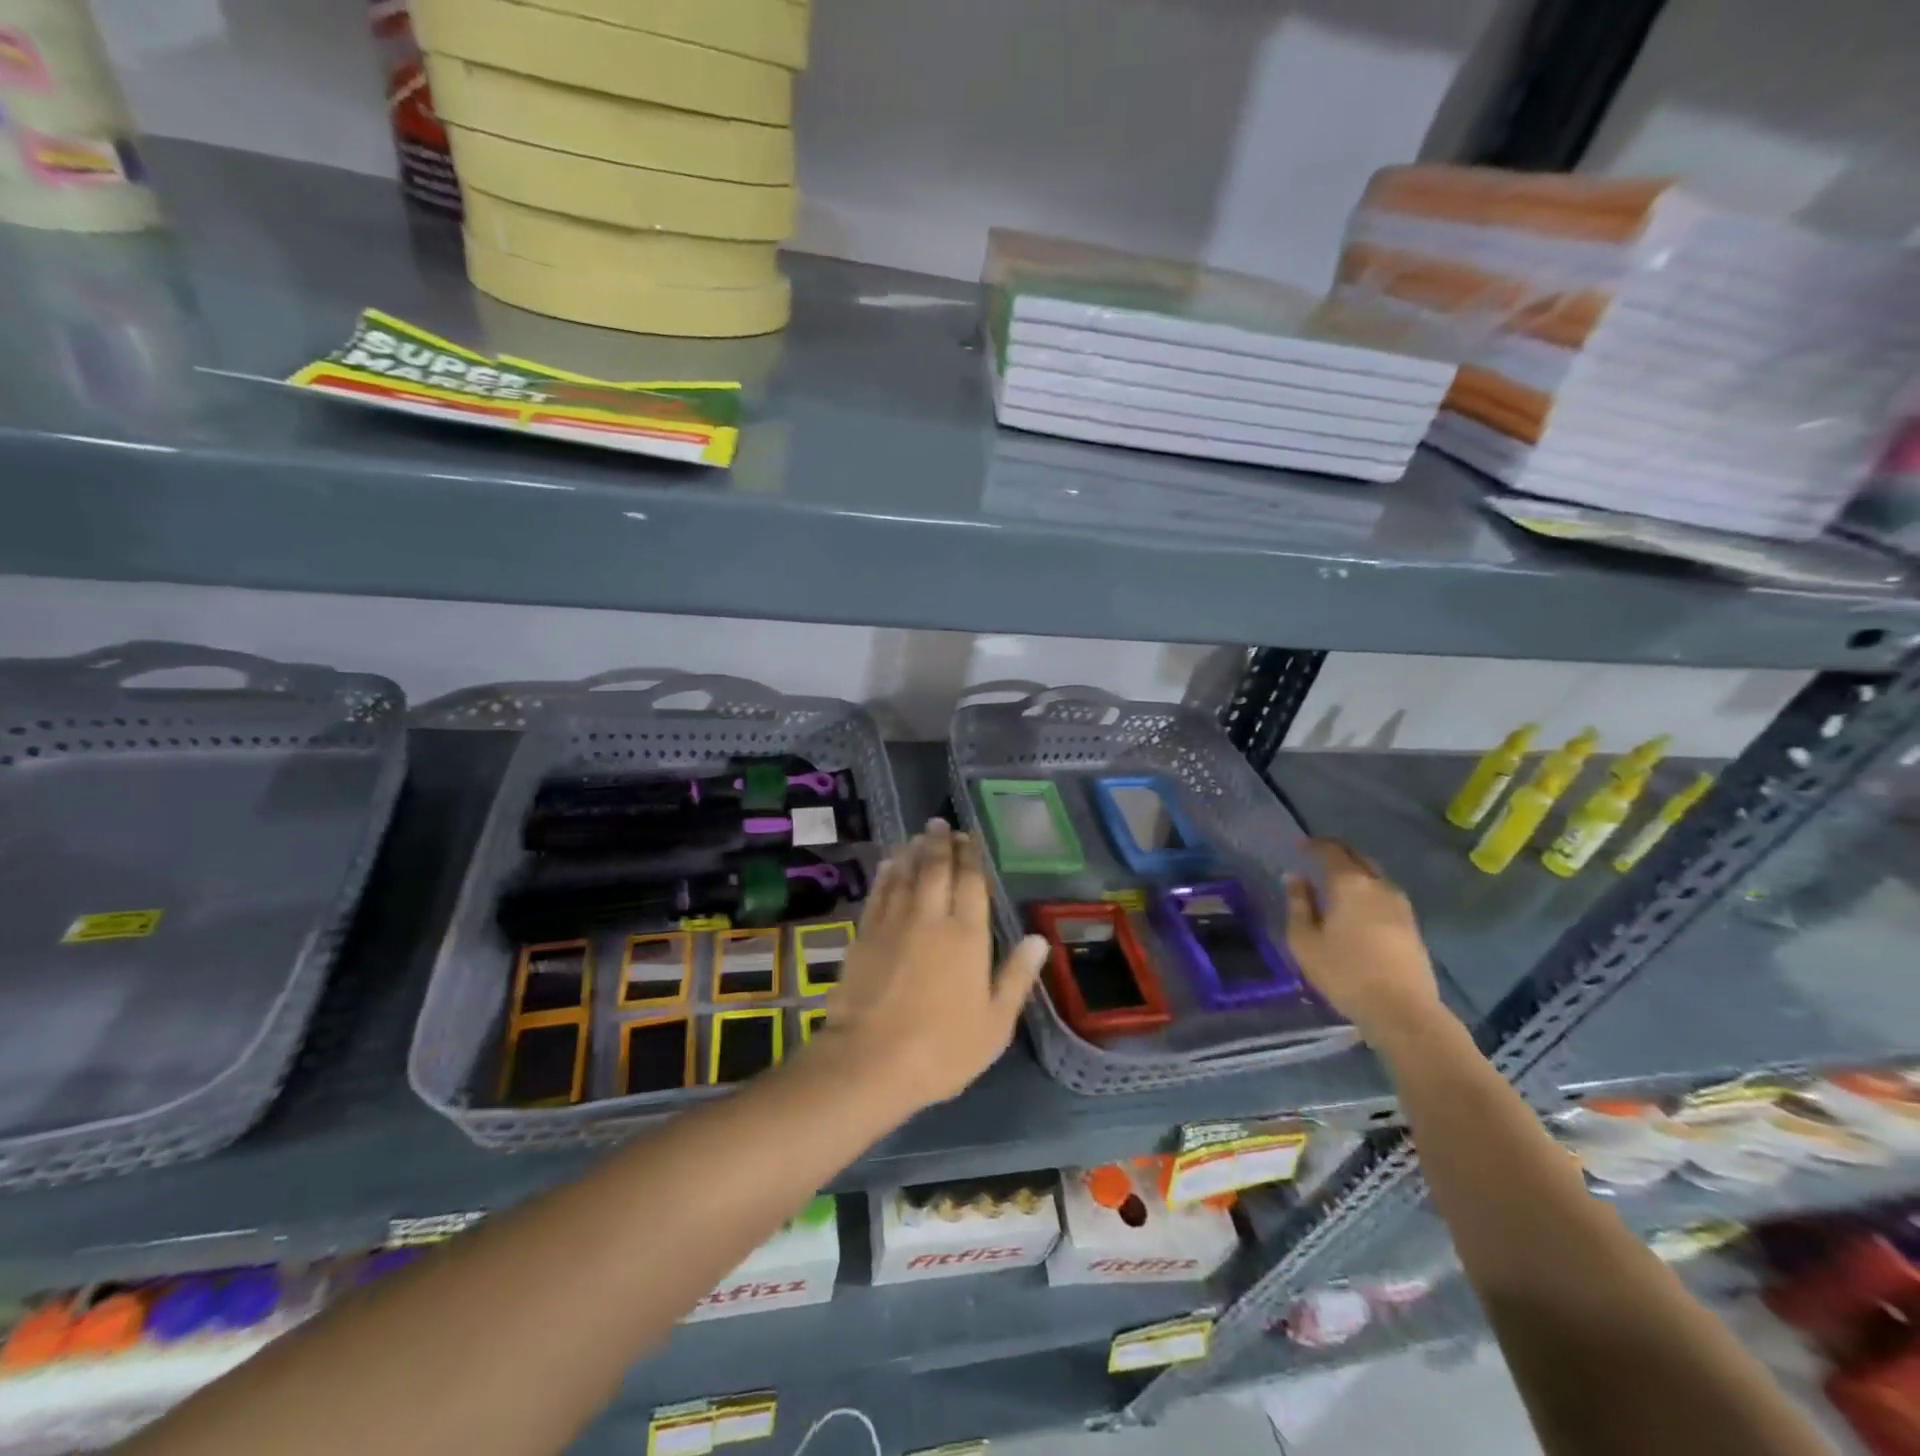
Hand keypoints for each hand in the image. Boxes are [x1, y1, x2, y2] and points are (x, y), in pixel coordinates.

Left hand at [805, 820, 1048, 1113]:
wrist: (869, 1061)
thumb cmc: (942, 1048)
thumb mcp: (994, 1024)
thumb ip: (1016, 977)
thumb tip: (1038, 939)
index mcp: (967, 936)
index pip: (971, 882)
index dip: (971, 856)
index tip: (969, 838)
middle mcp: (930, 918)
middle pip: (936, 869)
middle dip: (940, 843)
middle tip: (941, 824)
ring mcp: (893, 923)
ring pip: (906, 874)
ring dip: (914, 851)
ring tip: (919, 835)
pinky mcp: (864, 935)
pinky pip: (879, 893)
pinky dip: (886, 874)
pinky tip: (889, 864)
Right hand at [1284, 838, 1447, 1048]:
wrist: (1402, 1010)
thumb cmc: (1344, 972)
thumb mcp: (1304, 940)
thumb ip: (1298, 904)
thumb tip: (1295, 878)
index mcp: (1350, 884)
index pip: (1331, 851)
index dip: (1314, 845)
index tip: (1300, 847)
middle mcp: (1379, 886)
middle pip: (1358, 858)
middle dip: (1337, 853)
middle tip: (1317, 859)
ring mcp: (1401, 906)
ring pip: (1375, 877)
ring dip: (1355, 873)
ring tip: (1335, 884)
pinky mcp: (1412, 926)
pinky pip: (1385, 895)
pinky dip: (1368, 892)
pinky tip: (1358, 908)